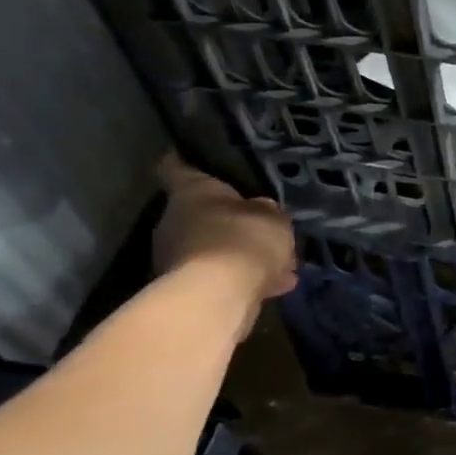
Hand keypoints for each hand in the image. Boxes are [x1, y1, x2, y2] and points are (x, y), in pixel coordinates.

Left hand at [152, 157, 297, 337]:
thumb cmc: (243, 239)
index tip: (194, 158)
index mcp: (190, 192)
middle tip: (263, 227)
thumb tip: (262, 211)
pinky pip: (221, 278)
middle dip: (230, 221)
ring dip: (243, 255)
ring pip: (215, 249)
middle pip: (200, 214)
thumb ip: (267, 212)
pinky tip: (278, 287)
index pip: (176, 167)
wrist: (219, 296)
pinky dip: (245, 280)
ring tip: (281, 264)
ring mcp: (176, 258)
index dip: (186, 161)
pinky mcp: (187, 290)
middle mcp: (174, 221)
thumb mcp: (273, 218)